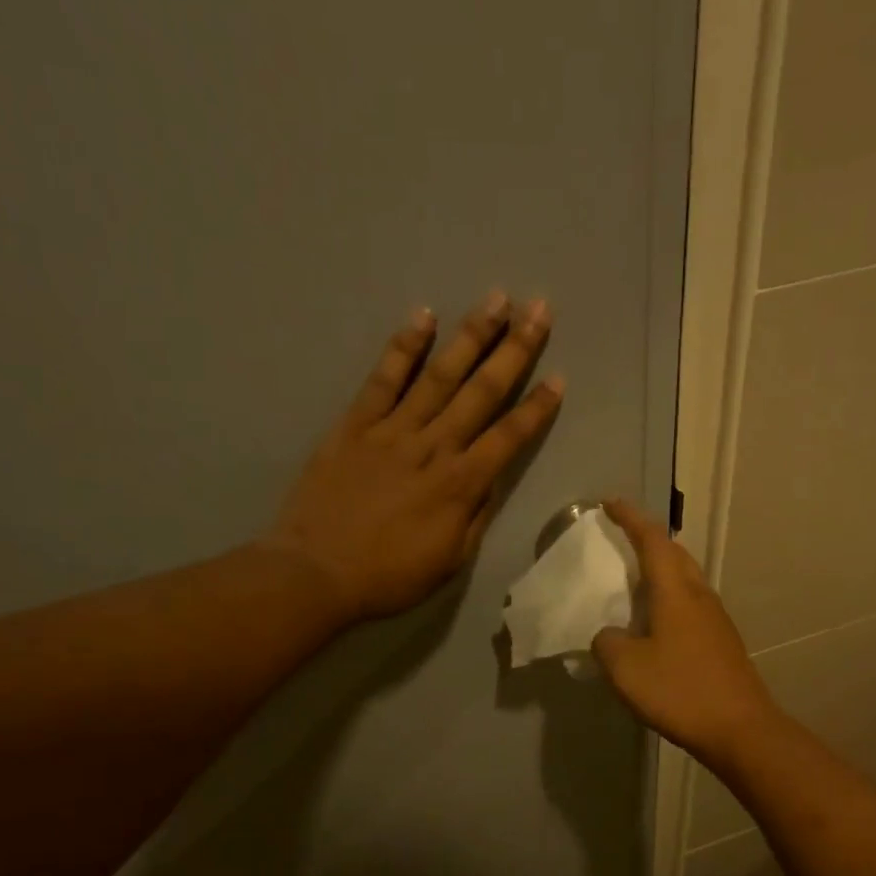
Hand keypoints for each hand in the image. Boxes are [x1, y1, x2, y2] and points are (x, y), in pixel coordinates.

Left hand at [267, 291, 563, 622]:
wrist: (316, 573)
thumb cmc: (388, 577)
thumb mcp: (448, 560)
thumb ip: (474, 517)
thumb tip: (490, 480)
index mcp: (460, 485)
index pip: (509, 438)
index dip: (536, 407)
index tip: (559, 377)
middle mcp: (433, 447)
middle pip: (481, 392)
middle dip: (514, 350)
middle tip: (538, 309)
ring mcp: (392, 431)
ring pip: (439, 376)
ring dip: (470, 336)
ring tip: (496, 299)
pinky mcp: (355, 425)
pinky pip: (383, 379)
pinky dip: (404, 348)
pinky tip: (423, 318)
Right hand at [590, 500, 782, 764]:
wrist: (739, 729)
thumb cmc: (679, 690)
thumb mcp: (625, 667)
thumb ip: (607, 642)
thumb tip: (610, 635)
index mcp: (676, 591)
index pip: (652, 540)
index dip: (630, 518)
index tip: (610, 503)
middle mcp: (699, 595)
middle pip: (675, 553)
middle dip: (648, 539)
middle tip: (621, 538)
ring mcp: (715, 618)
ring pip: (685, 579)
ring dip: (660, 569)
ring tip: (633, 579)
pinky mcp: (721, 641)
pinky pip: (690, 604)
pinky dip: (668, 598)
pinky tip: (654, 622)